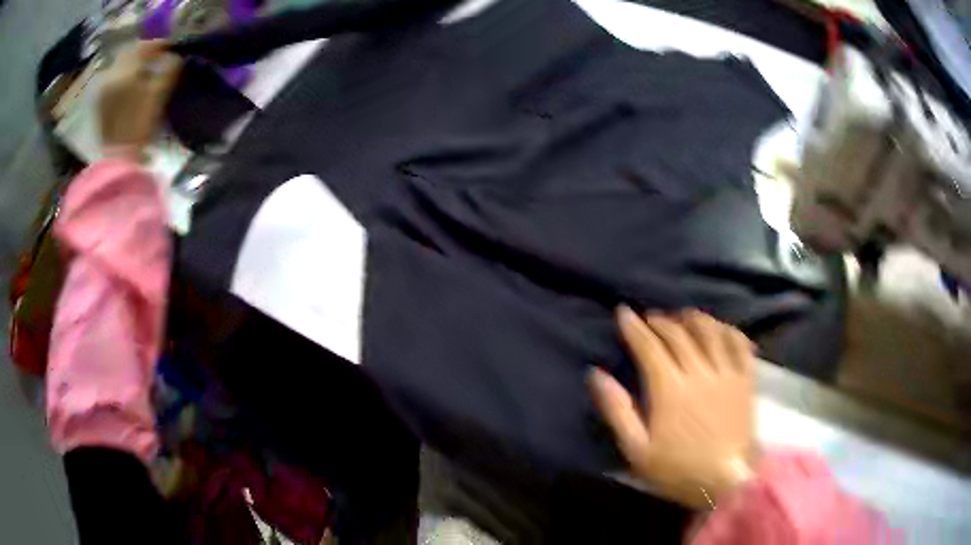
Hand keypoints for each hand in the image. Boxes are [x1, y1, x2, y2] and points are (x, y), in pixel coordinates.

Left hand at [99, 41, 181, 159]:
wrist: (117, 160)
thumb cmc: (139, 127)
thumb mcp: (158, 95)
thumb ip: (168, 70)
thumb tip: (174, 56)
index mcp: (124, 72)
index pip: (144, 46)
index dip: (159, 44)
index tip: (171, 47)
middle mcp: (111, 75)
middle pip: (130, 53)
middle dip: (144, 53)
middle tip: (158, 57)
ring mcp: (103, 89)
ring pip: (121, 65)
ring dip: (134, 64)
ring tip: (145, 71)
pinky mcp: (100, 102)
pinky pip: (114, 79)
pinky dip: (124, 76)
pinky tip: (132, 84)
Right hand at [590, 307, 756, 508]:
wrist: (724, 482)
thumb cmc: (677, 469)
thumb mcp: (637, 450)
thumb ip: (617, 411)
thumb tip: (596, 374)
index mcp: (670, 389)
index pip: (649, 347)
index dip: (634, 327)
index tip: (624, 312)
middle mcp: (699, 372)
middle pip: (678, 334)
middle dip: (661, 321)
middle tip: (650, 318)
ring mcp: (726, 373)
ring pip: (711, 331)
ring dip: (694, 319)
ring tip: (684, 317)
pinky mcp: (746, 380)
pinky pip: (740, 344)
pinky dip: (729, 331)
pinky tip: (721, 330)